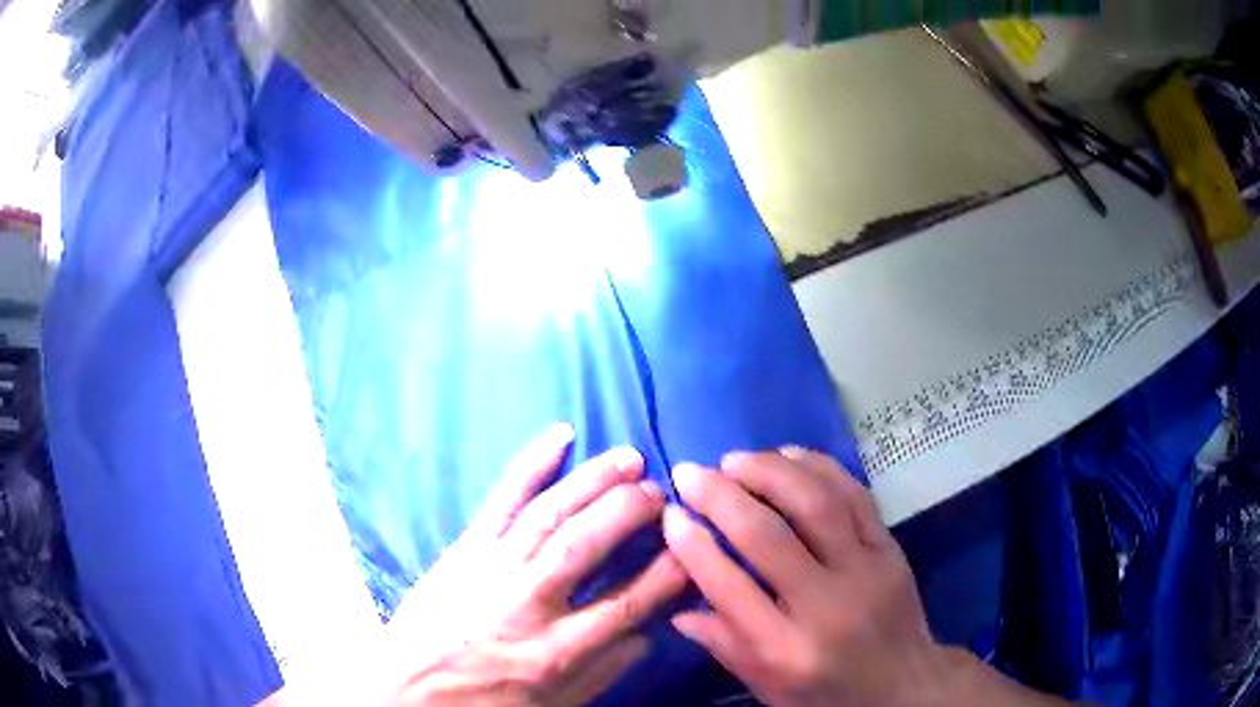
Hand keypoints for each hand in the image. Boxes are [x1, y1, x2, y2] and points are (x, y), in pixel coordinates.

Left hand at [380, 423, 685, 705]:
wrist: (402, 690)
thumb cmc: (480, 703)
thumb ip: (600, 673)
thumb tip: (647, 634)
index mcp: (551, 654)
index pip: (623, 607)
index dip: (665, 574)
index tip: (692, 546)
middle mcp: (524, 604)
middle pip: (583, 546)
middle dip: (629, 512)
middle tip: (662, 492)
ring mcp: (489, 569)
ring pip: (548, 514)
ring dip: (592, 481)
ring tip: (630, 458)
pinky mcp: (462, 548)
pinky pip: (500, 498)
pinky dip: (531, 463)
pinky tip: (560, 435)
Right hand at [663, 449, 1062, 706]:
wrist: (905, 684)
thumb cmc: (828, 693)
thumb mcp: (769, 688)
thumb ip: (725, 647)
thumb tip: (677, 609)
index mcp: (787, 650)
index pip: (729, 589)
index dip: (693, 546)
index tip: (670, 515)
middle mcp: (826, 605)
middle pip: (768, 538)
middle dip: (721, 496)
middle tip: (691, 472)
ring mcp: (865, 570)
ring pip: (815, 504)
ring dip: (769, 472)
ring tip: (735, 459)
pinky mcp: (890, 547)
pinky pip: (854, 494)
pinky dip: (818, 467)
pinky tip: (787, 455)